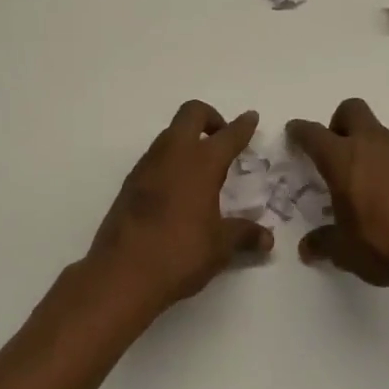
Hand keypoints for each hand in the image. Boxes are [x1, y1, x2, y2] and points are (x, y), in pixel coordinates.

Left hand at [84, 100, 270, 317]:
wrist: (121, 274)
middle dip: (210, 118)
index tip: (250, 118)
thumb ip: (244, 235)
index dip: (242, 126)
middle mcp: (173, 154)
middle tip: (222, 139)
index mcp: (201, 163)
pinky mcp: (129, 183)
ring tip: (202, 167)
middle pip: (191, 114)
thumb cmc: (180, 253)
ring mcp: (147, 166)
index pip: (228, 135)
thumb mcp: (220, 246)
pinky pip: (155, 158)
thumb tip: (267, 239)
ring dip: (187, 139)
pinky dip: (170, 161)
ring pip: (170, 134)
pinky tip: (177, 189)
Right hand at [288, 99, 388, 301]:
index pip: (313, 133)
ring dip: (365, 146)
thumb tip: (308, 248)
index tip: (294, 134)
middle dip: (338, 123)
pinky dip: (387, 164)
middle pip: (351, 110)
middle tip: (334, 153)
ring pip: (377, 132)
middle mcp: (371, 145)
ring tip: (362, 182)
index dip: (300, 131)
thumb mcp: (344, 250)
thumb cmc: (382, 244)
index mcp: (342, 159)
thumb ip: (323, 243)